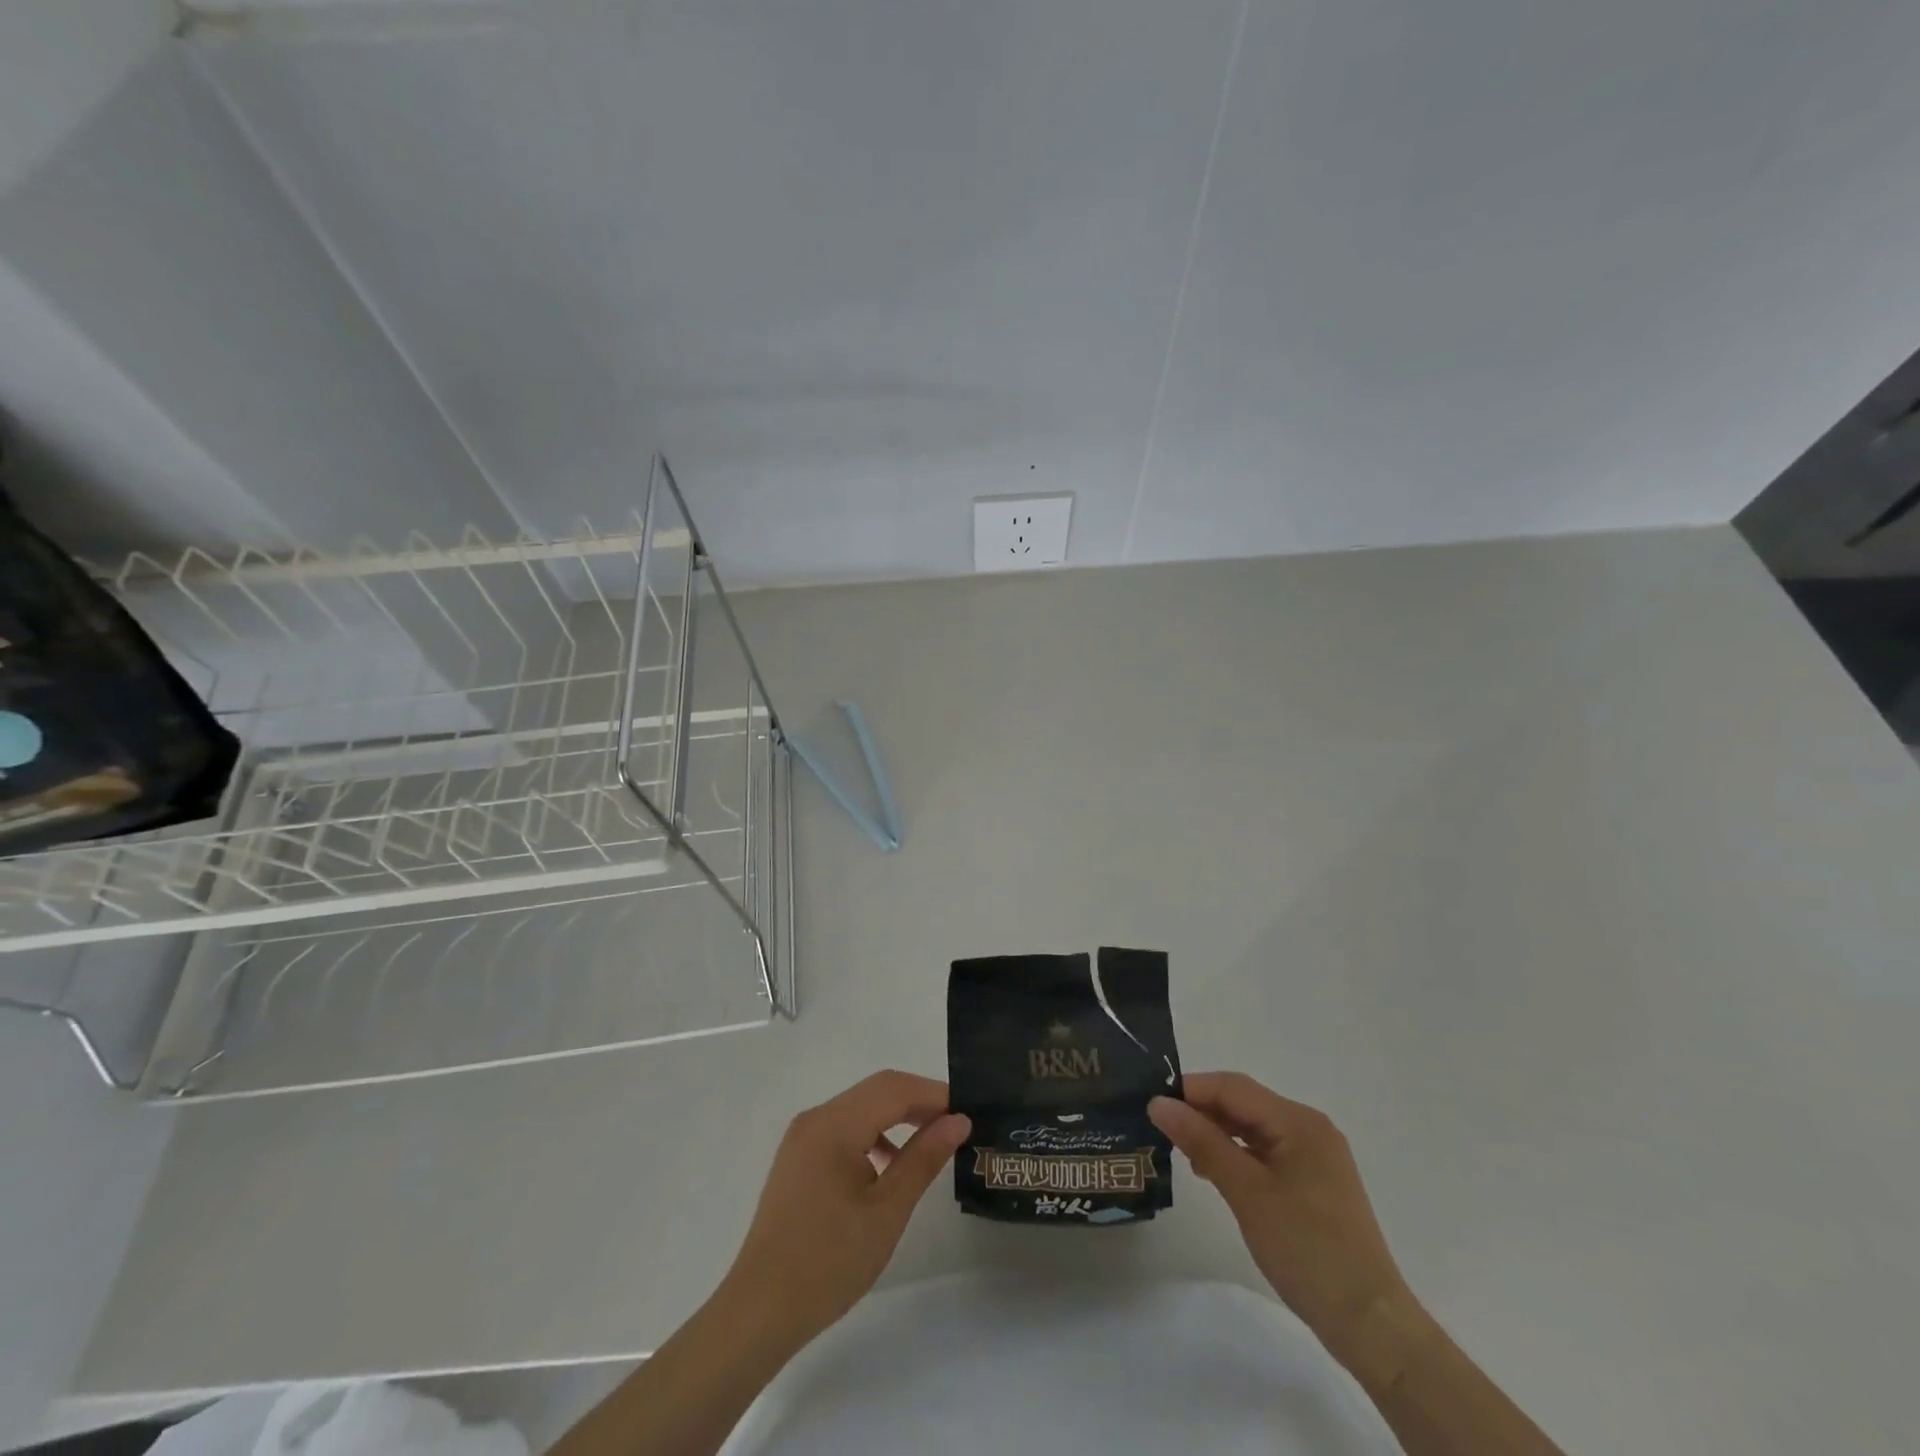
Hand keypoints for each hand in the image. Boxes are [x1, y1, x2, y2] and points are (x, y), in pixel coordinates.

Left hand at [718, 1069, 970, 1350]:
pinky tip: (889, 1167)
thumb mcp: (887, 1211)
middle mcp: (816, 1118)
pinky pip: (844, 1129)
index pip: (894, 1088)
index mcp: (834, 1124)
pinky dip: (873, 1136)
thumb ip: (923, 1158)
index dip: (934, 1094)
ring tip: (931, 1144)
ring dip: (897, 1118)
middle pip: (876, 1091)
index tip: (969, 1111)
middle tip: (956, 1124)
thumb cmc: (828, 1262)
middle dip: (918, 1102)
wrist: (759, 1311)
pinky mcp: (799, 1158)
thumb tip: (958, 1120)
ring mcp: (803, 1137)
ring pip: (860, 1108)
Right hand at [1151, 1073, 1416, 1377]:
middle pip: (1244, 1104)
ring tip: (1182, 1153)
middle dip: (1201, 1111)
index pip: (1232, 1087)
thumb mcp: (1246, 1191)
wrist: (1370, 1323)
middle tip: (1161, 1129)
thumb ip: (1201, 1141)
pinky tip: (1214, 1173)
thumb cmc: (1306, 1249)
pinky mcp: (1314, 1184)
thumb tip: (1158, 1103)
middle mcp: (1309, 1129)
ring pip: (1253, 1128)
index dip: (1190, 1090)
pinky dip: (1237, 1155)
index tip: (1152, 1104)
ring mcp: (1315, 1157)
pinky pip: (1266, 1153)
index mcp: (1298, 1121)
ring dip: (1217, 1134)